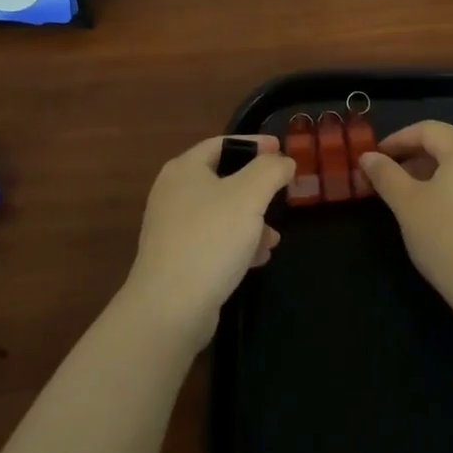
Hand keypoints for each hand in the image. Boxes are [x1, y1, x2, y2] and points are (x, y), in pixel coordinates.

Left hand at [121, 135, 292, 350]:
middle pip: (223, 179)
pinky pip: (214, 242)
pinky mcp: (178, 261)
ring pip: (221, 214)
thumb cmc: (210, 238)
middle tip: (281, 193)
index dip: (255, 144)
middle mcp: (173, 194)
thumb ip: (271, 169)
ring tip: (274, 237)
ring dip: (251, 220)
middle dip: (256, 188)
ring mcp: (173, 229)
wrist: (170, 308)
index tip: (282, 149)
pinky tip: (258, 258)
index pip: (223, 143)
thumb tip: (283, 161)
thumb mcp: (249, 194)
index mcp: (184, 169)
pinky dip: (238, 244)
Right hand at [358, 120, 452, 320]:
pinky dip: (449, 190)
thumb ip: (385, 175)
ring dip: (428, 175)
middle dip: (411, 158)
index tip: (373, 158)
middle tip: (385, 179)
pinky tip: (434, 215)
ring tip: (405, 198)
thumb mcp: (407, 204)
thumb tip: (368, 157)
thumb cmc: (447, 238)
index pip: (426, 130)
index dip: (396, 140)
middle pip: (445, 146)